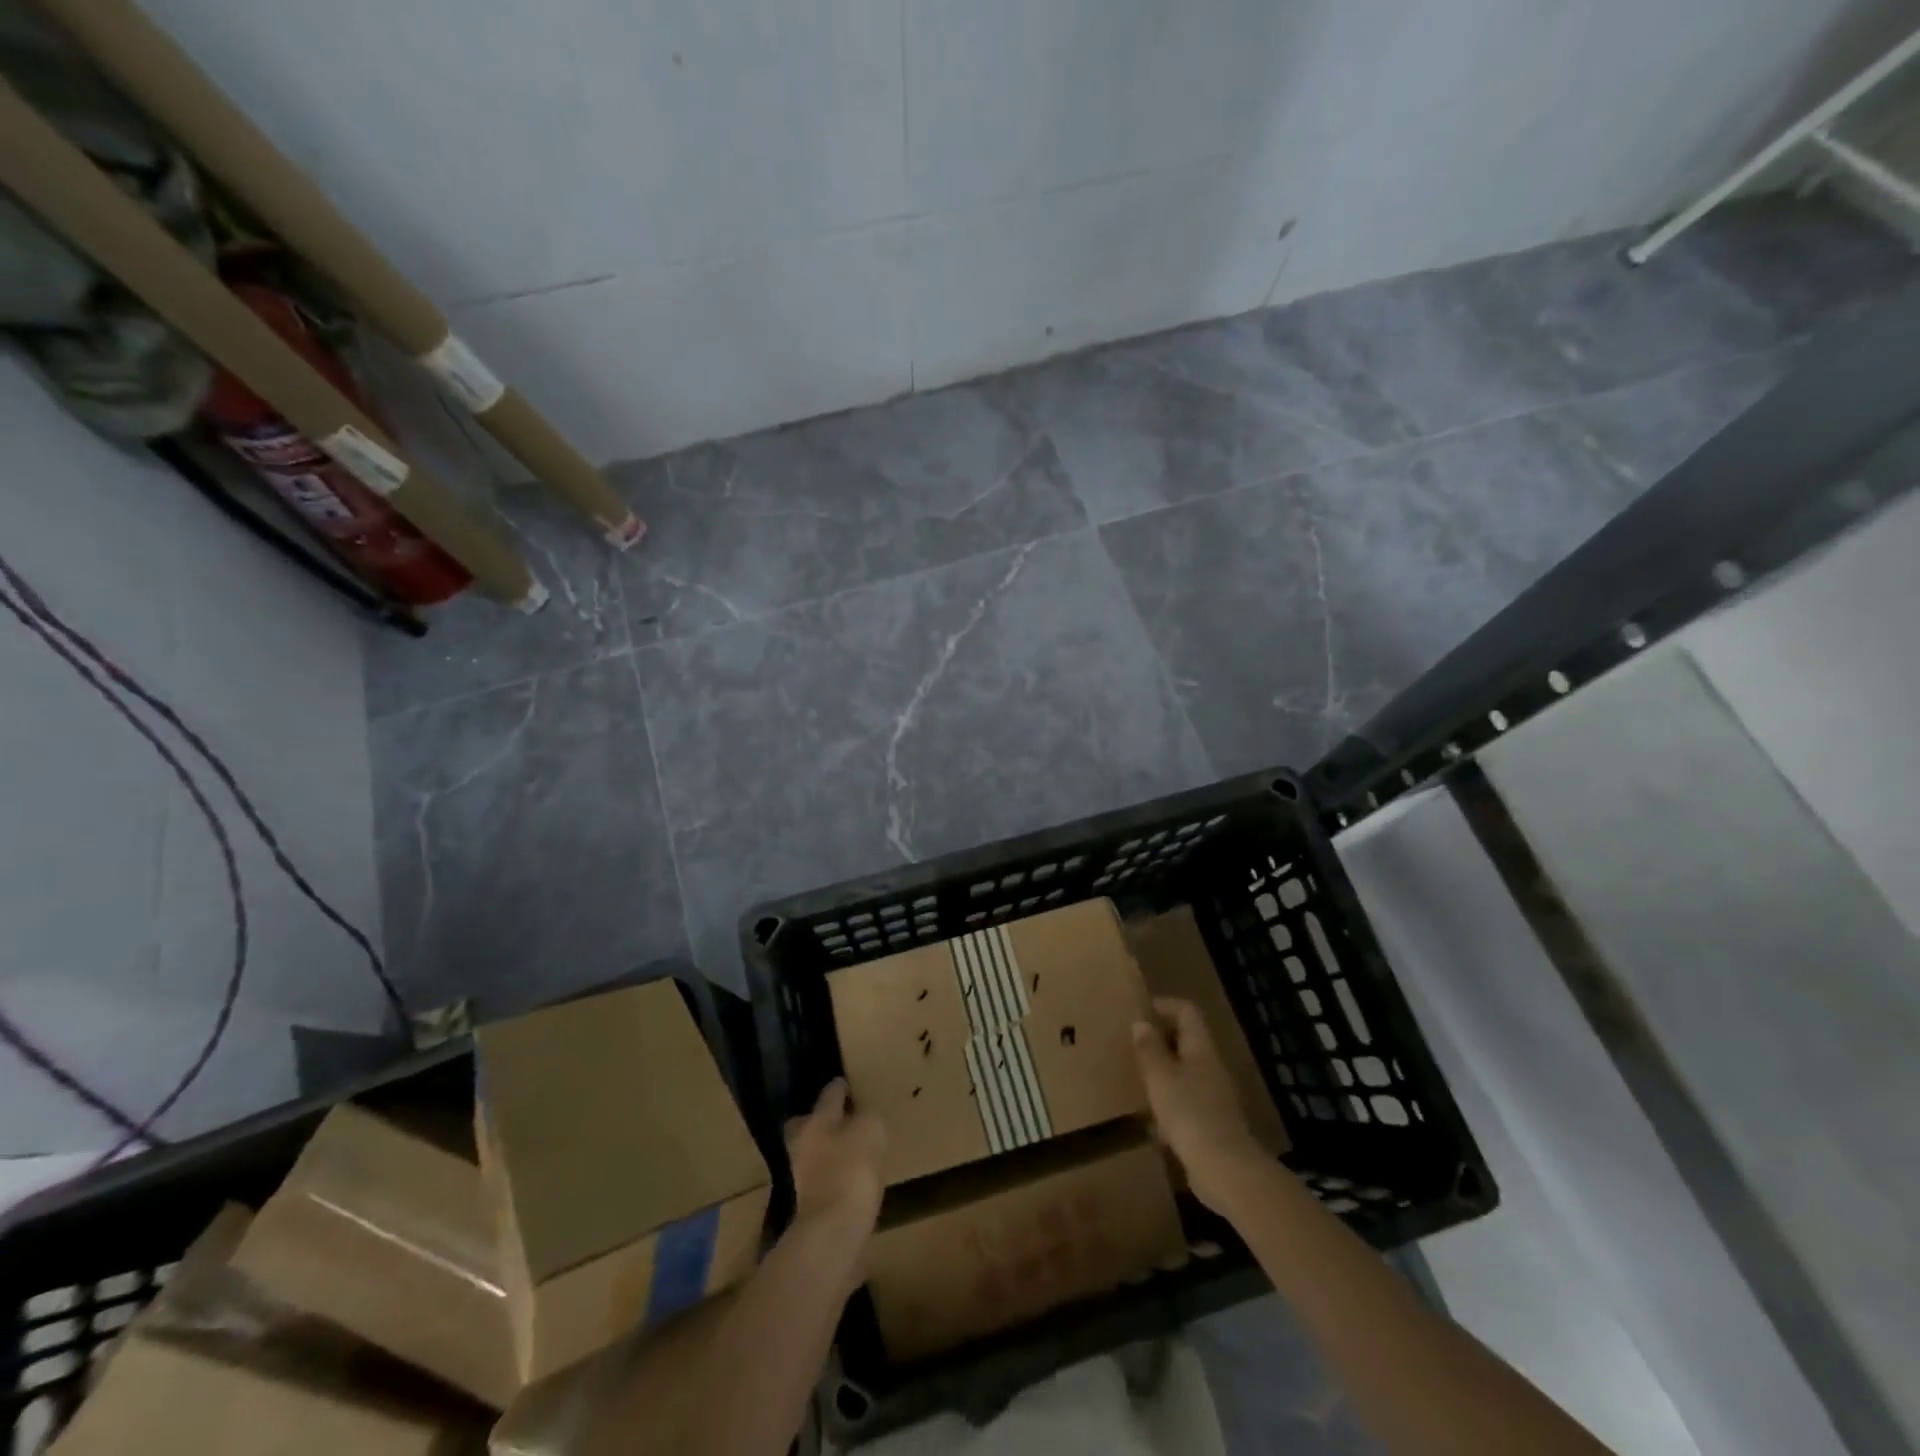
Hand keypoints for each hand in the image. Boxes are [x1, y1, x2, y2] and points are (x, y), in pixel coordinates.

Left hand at [786, 1078, 885, 1238]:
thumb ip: (869, 1119)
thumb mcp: (871, 1131)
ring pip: (814, 1154)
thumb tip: (866, 1121)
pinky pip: (825, 1180)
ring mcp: (805, 1178)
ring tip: (852, 1149)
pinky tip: (853, 1177)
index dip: (838, 1087)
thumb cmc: (851, 1170)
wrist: (834, 1232)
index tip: (844, 1082)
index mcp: (816, 1122)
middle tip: (840, 1117)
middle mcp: (804, 1146)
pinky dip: (836, 1175)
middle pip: (806, 1126)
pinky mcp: (813, 1207)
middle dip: (819, 1120)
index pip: (828, 1096)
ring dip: (829, 1150)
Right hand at [1133, 997, 1262, 1213]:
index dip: (1164, 1005)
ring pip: (1187, 1071)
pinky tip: (1152, 1117)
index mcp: (1201, 1049)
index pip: (1187, 1012)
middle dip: (1161, 1039)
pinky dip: (1170, 1100)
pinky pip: (1188, 1100)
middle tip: (1134, 1044)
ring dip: (1164, 1070)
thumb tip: (1141, 1022)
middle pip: (1188, 1040)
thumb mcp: (1160, 1077)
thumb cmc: (1189, 1113)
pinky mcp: (1213, 1123)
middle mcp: (1211, 1066)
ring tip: (1139, 1077)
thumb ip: (1149, 1049)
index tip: (1140, 1011)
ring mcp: (1215, 1096)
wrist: (1226, 1169)